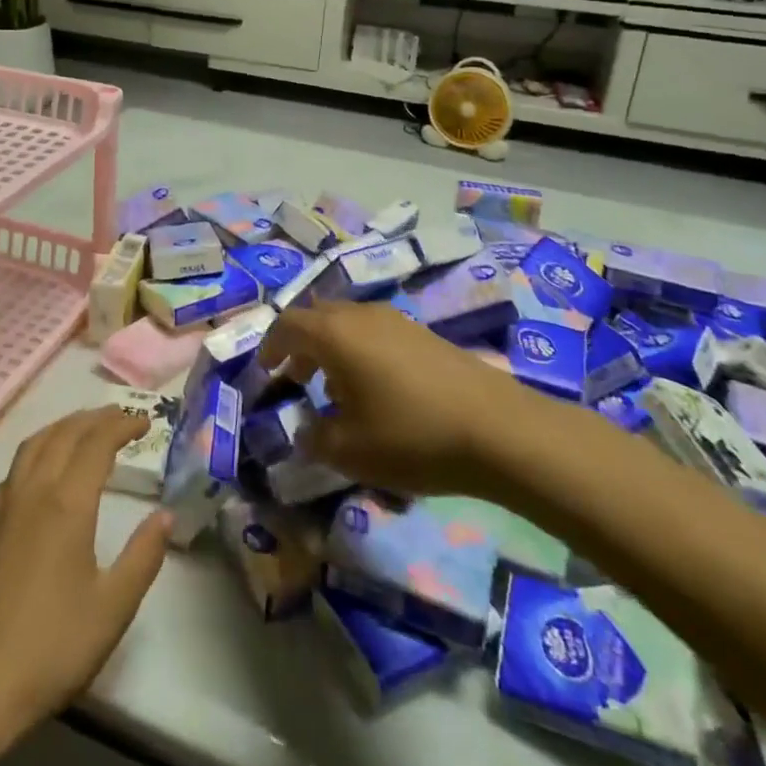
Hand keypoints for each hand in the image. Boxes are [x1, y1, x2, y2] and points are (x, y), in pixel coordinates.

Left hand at [0, 409, 170, 765]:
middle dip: (96, 418)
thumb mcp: (113, 607)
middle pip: (65, 433)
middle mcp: (34, 490)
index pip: (96, 443)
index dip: (122, 425)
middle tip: (123, 416)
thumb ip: (143, 556)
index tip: (146, 422)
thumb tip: (166, 515)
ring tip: (88, 427)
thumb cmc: (52, 646)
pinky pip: (18, 463)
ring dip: (65, 426)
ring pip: (36, 443)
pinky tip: (47, 464)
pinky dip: (41, 446)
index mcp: (67, 503)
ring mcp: (6, 504)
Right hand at [259, 300, 555, 496]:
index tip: (266, 372)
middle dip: (300, 345)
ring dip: (332, 349)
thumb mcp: (350, 450)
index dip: (270, 346)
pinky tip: (377, 391)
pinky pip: (375, 333)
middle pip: (317, 317)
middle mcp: (360, 315)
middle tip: (295, 377)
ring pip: (348, 324)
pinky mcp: (423, 333)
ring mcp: (396, 320)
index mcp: (334, 334)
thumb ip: (315, 439)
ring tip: (335, 390)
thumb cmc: (411, 435)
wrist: (499, 429)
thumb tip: (304, 432)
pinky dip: (361, 352)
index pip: (287, 324)